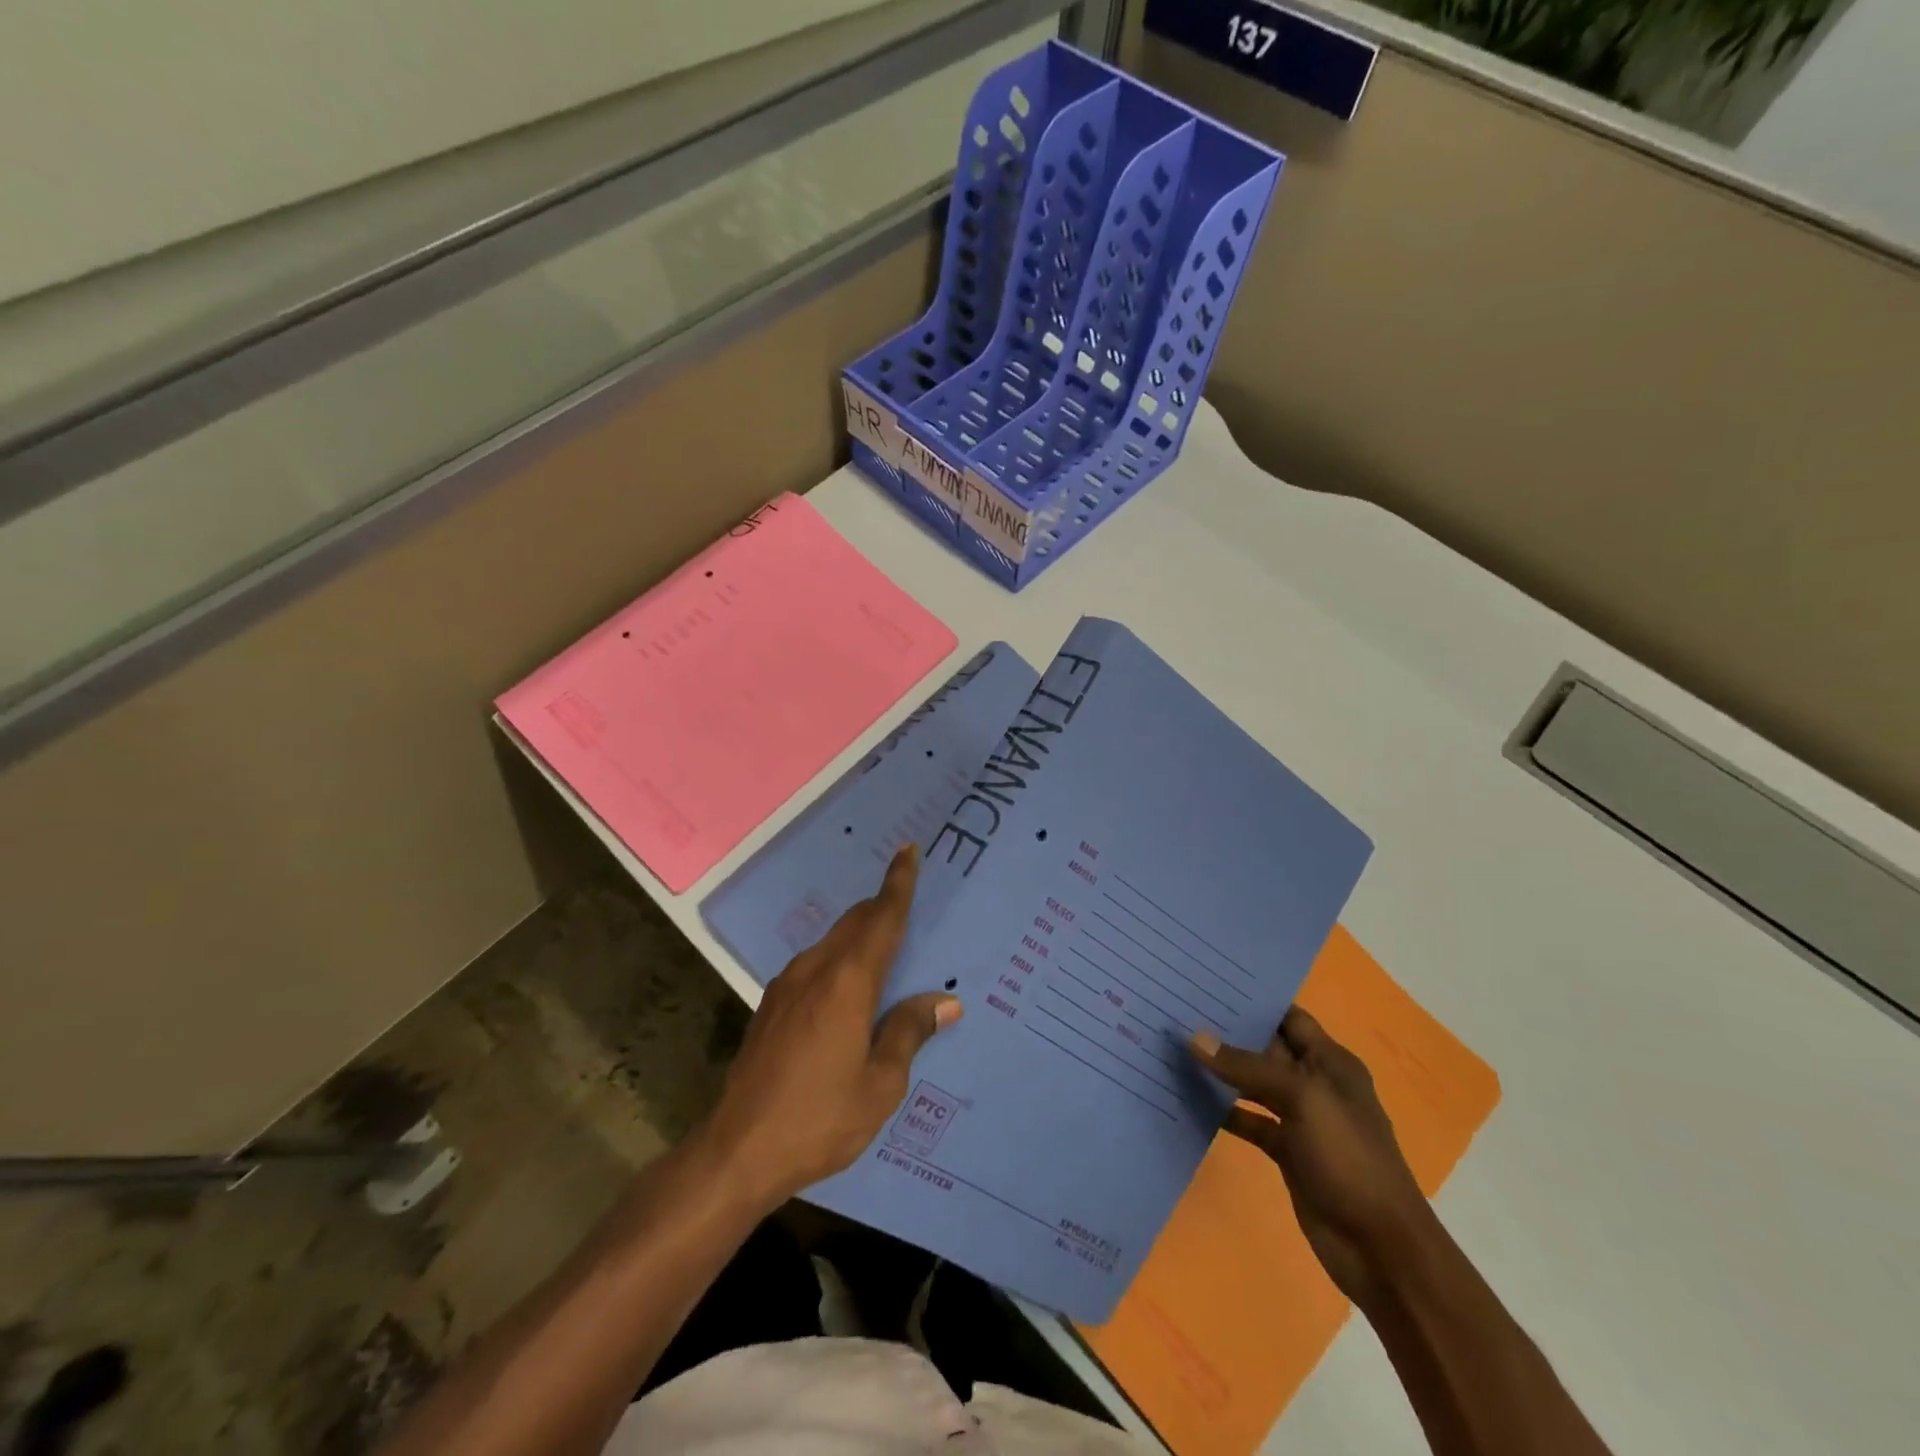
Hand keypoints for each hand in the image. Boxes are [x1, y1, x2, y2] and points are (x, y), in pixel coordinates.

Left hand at [702, 846, 961, 1208]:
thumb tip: (944, 1001)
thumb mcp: (880, 1084)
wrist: (736, 1151)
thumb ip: (908, 1032)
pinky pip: (814, 965)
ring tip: (884, 950)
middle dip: (881, 907)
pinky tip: (846, 989)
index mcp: (848, 983)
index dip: (898, 884)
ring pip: (832, 942)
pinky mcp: (770, 1006)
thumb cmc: (819, 1119)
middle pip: (855, 923)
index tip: (907, 850)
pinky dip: (839, 959)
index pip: (881, 919)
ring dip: (859, 935)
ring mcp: (786, 986)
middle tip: (908, 901)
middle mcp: (815, 971)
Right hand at [1191, 1007, 1433, 1306]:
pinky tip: (1190, 1099)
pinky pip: (1250, 1120)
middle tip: (1180, 1011)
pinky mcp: (1288, 1151)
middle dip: (1229, 1032)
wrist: (1380, 1247)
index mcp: (1331, 1062)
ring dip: (1222, 1071)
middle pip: (1267, 1048)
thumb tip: (1193, 1037)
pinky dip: (1224, 1111)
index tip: (1208, 984)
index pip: (1289, 1017)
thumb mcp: (1301, 1098)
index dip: (1254, 1000)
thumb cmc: (1348, 1156)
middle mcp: (1316, 1083)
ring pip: (1254, 1084)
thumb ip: (1246, 1066)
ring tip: (1176, 1047)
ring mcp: (1301, 1119)